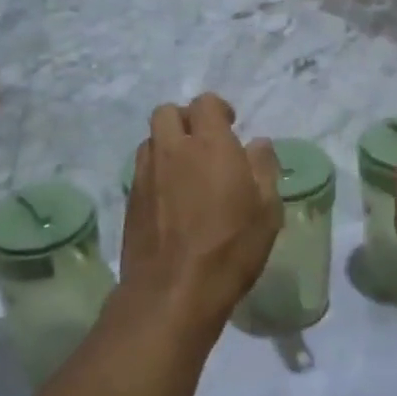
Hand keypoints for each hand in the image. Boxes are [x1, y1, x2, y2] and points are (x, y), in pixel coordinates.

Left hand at [119, 94, 281, 334]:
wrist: (172, 291)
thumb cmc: (230, 248)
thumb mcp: (266, 210)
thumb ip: (263, 168)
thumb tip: (257, 144)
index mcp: (209, 145)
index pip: (205, 103)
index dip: (218, 110)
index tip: (231, 126)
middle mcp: (172, 150)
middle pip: (167, 112)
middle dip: (186, 119)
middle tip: (205, 143)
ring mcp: (146, 174)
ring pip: (151, 140)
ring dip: (168, 144)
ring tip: (186, 170)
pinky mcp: (130, 199)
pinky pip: (142, 169)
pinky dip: (157, 171)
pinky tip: (172, 198)